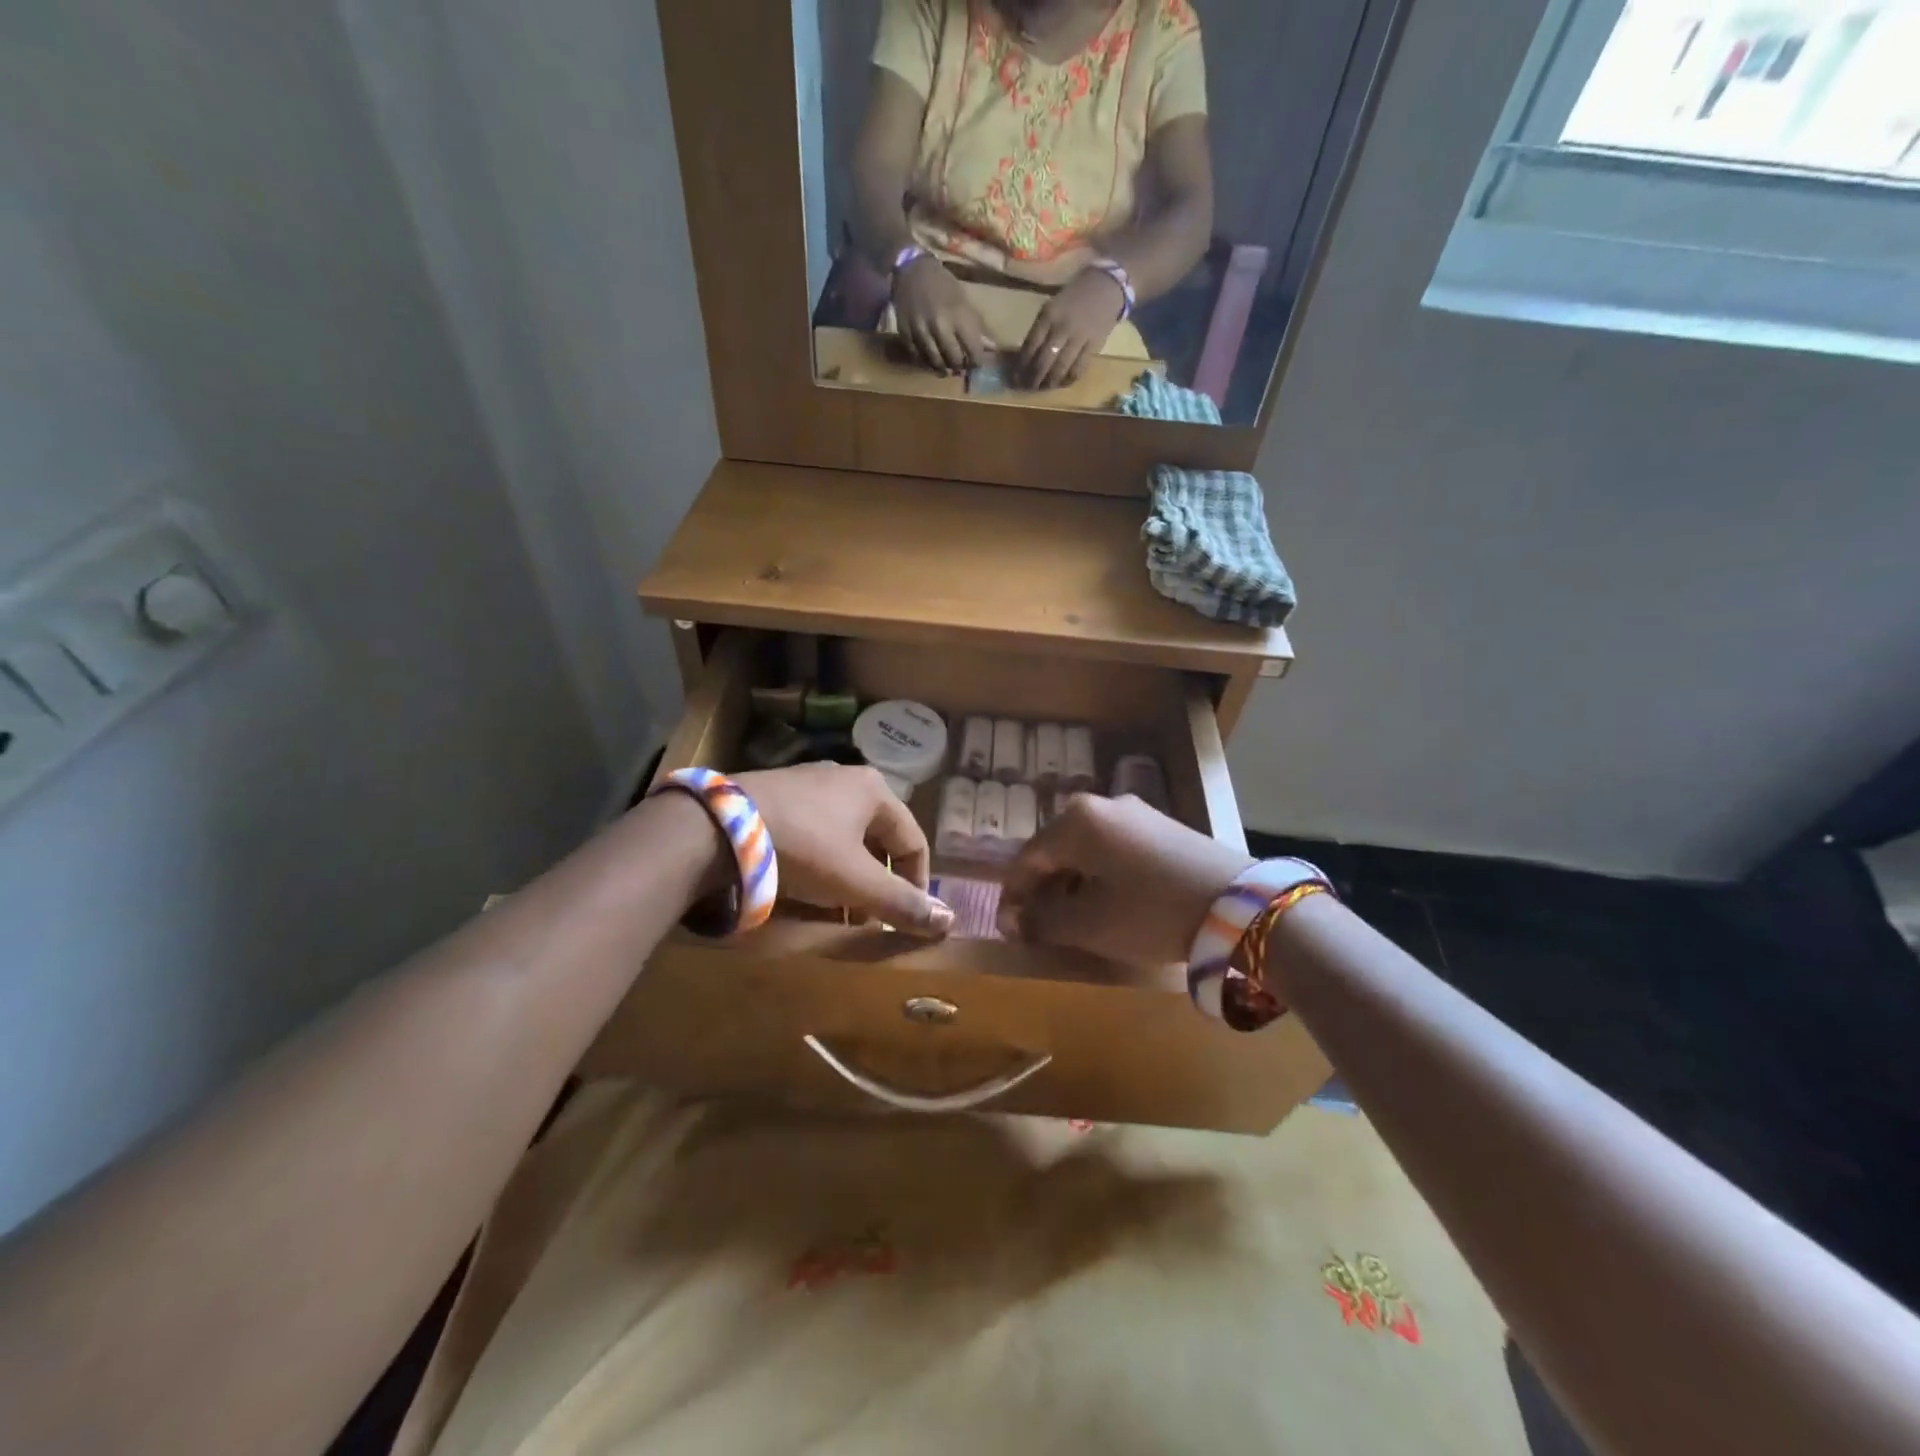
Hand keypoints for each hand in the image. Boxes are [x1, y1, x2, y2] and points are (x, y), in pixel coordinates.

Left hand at [736, 764, 953, 936]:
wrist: (718, 826)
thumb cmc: (803, 848)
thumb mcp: (856, 882)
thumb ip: (902, 903)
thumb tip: (949, 922)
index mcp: (875, 790)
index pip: (913, 841)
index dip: (917, 884)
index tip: (904, 917)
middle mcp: (846, 777)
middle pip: (878, 839)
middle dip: (877, 882)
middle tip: (866, 916)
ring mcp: (808, 781)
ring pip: (845, 836)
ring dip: (848, 875)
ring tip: (833, 907)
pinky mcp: (776, 793)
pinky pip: (813, 830)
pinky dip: (818, 861)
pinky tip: (801, 884)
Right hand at [891, 255, 992, 374]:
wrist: (911, 269)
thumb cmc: (942, 283)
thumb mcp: (963, 299)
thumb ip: (976, 325)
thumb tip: (991, 348)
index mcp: (958, 314)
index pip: (973, 350)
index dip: (977, 362)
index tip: (977, 364)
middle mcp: (939, 325)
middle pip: (953, 360)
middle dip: (960, 366)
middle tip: (961, 366)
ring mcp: (921, 331)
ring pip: (935, 362)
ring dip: (943, 369)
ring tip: (947, 369)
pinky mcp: (905, 334)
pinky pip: (918, 358)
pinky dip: (926, 363)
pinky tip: (932, 362)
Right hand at [998, 794, 1251, 965]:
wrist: (1239, 907)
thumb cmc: (1150, 912)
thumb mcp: (1089, 924)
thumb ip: (1043, 921)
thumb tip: (1013, 921)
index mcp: (1076, 820)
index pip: (1027, 858)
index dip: (1013, 896)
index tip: (1009, 929)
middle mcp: (1102, 804)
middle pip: (1056, 849)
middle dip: (1043, 889)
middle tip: (1039, 926)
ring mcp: (1136, 813)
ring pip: (1086, 849)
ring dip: (1072, 883)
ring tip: (1074, 919)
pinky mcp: (1162, 826)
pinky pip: (1114, 849)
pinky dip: (1101, 875)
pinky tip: (1110, 902)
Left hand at [1015, 268, 1126, 388]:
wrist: (1106, 286)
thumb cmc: (1073, 297)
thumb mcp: (1051, 307)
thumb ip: (1040, 330)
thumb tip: (1026, 357)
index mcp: (1048, 316)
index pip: (1030, 347)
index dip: (1021, 366)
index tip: (1015, 378)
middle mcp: (1062, 328)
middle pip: (1043, 362)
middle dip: (1033, 379)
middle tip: (1027, 388)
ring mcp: (1079, 338)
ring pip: (1060, 369)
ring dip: (1049, 383)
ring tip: (1043, 388)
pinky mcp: (1094, 346)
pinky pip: (1078, 369)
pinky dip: (1068, 380)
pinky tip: (1062, 383)